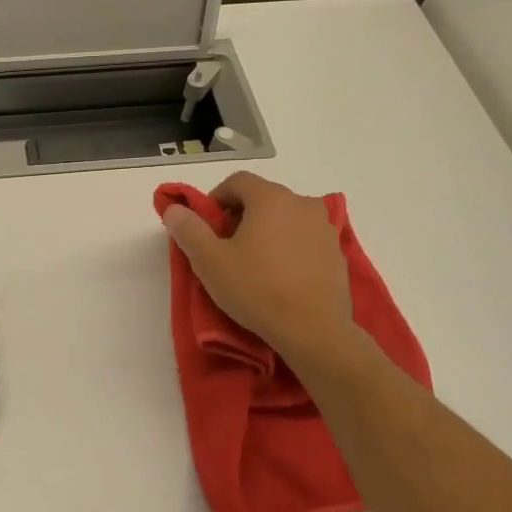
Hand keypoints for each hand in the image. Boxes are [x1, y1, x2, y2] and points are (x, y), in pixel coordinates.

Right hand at [161, 172, 361, 369]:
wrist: (313, 330)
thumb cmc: (256, 289)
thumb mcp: (209, 261)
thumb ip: (188, 229)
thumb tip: (174, 208)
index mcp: (271, 198)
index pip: (238, 181)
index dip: (216, 198)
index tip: (206, 226)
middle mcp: (302, 204)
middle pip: (263, 198)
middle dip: (240, 216)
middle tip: (225, 247)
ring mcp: (325, 228)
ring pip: (286, 218)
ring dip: (266, 231)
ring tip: (253, 263)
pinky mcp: (337, 253)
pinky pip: (305, 239)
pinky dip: (288, 248)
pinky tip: (279, 277)